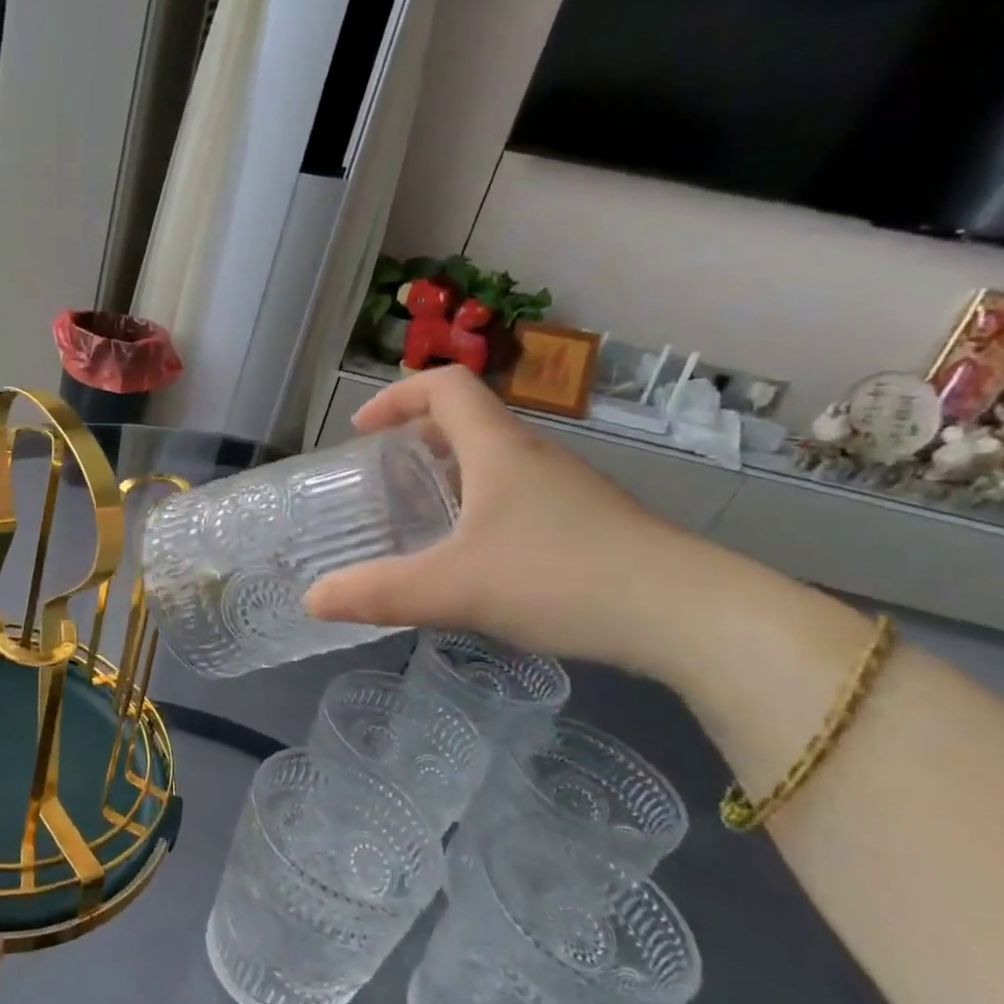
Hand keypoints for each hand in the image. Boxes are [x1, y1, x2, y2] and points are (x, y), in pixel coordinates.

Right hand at [303, 366, 710, 670]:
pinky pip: (518, 498)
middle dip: (415, 442)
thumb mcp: (453, 588)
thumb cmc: (561, 578)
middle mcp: (534, 457)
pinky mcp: (589, 525)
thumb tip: (312, 600)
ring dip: (448, 478)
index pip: (444, 387)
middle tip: (381, 481)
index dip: (396, 396)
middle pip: (468, 423)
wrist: (691, 617)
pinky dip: (480, 510)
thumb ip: (377, 594)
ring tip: (416, 522)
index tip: (361, 431)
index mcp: (499, 449)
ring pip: (494, 464)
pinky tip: (472, 561)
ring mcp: (567, 491)